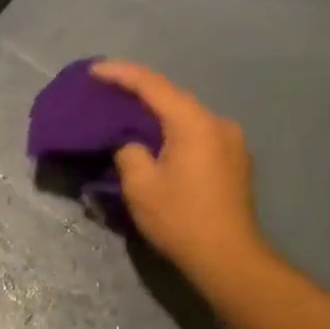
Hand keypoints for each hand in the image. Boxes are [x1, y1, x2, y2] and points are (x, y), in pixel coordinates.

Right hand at [91, 59, 264, 282]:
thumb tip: (131, 143)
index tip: (93, 70)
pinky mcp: (235, 161)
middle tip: (107, 91)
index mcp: (194, 122)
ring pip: (187, 116)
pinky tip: (159, 141)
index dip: (120, 73)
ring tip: (129, 115)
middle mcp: (218, 122)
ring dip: (159, 114)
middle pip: (173, 97)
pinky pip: (198, 134)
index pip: (152, 85)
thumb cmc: (181, 220)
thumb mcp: (140, 186)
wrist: (229, 258)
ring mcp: (232, 141)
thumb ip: (129, 152)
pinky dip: (175, 131)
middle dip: (139, 92)